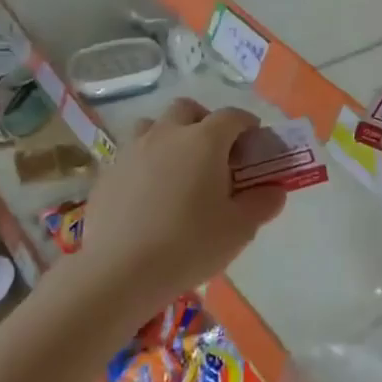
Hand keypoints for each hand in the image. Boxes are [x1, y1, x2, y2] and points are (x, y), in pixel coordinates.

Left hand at [79, 98, 285, 309]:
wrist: (119, 272)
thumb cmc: (189, 244)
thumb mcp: (239, 229)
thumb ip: (262, 203)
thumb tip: (275, 190)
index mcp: (204, 141)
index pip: (233, 116)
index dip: (247, 125)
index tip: (254, 145)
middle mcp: (167, 134)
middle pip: (188, 109)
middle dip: (205, 122)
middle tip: (215, 154)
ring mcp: (132, 151)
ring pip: (153, 126)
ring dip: (169, 136)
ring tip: (178, 169)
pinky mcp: (107, 174)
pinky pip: (130, 155)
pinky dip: (144, 164)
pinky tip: (148, 196)